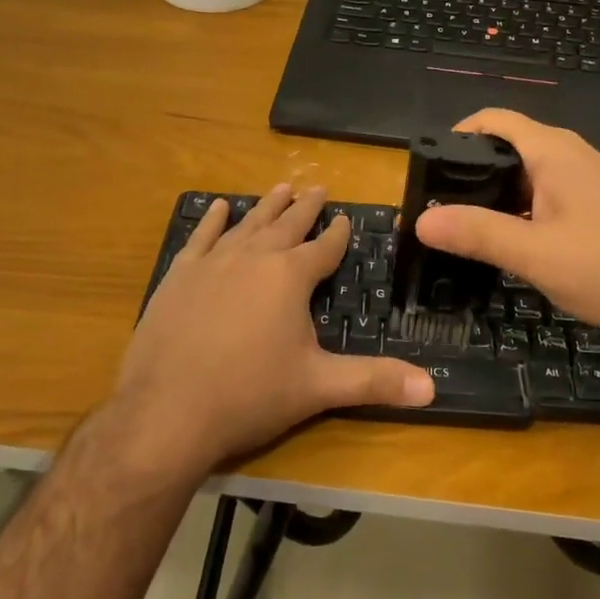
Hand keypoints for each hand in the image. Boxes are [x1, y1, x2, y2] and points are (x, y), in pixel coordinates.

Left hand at [113, 184, 433, 476]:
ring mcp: (213, 262)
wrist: (167, 411)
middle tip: (318, 187)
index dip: (338, 233)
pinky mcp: (179, 275)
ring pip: (248, 224)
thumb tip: (432, 388)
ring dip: (267, 206)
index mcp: (291, 277)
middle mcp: (254, 257)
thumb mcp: (318, 387)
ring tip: (282, 188)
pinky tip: (220, 207)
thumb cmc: (250, 395)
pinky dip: (213, 220)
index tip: (345, 218)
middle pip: (287, 224)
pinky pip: (201, 237)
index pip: (324, 248)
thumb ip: (374, 381)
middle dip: (306, 207)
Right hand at [414, 110, 599, 345]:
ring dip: (495, 196)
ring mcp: (586, 180)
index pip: (493, 120)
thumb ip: (478, 234)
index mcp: (552, 151)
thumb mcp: (536, 254)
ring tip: (464, 229)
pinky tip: (510, 243)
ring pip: (526, 175)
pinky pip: (546, 195)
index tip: (427, 170)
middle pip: (506, 147)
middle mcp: (569, 155)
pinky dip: (520, 210)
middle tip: (438, 208)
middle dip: (469, 172)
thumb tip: (420, 221)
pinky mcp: (597, 205)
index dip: (456, 135)